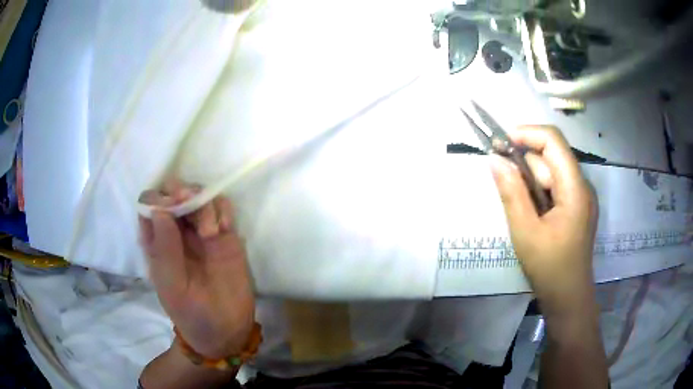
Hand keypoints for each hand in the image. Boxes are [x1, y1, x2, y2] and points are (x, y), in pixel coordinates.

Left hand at [139, 180, 254, 357]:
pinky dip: (223, 209)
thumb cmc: (192, 314)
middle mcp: (177, 233)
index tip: (170, 207)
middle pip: (175, 193)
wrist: (226, 332)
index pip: (149, 205)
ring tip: (212, 233)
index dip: (157, 198)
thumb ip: (165, 251)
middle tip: (192, 204)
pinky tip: (225, 228)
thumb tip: (159, 209)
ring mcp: (202, 233)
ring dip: (205, 203)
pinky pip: (223, 208)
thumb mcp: (173, 288)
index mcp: (157, 243)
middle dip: (183, 192)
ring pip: (200, 196)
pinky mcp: (225, 237)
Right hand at [489, 126, 597, 314]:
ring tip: (520, 208)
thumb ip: (511, 193)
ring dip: (531, 180)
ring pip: (552, 172)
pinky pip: (555, 186)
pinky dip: (539, 191)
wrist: (568, 298)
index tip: (502, 143)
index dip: (527, 133)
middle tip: (503, 181)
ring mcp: (581, 197)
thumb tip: (494, 159)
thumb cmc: (549, 268)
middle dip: (526, 164)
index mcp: (575, 188)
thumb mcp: (525, 232)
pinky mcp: (576, 207)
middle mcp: (582, 186)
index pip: (554, 141)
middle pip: (552, 157)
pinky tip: (531, 212)